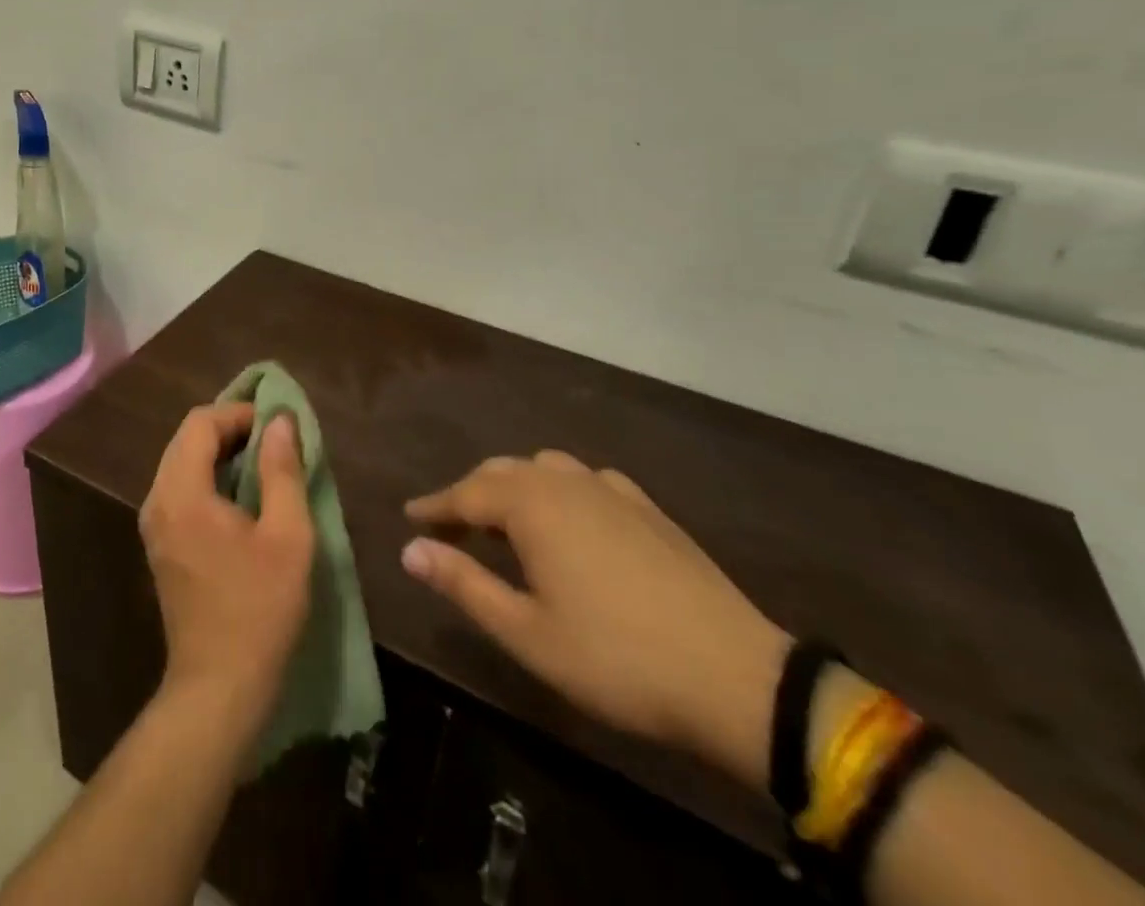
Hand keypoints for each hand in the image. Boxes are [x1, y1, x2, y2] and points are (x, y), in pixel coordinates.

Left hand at [140, 403, 314, 736]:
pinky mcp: (160, 545)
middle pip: (186, 439)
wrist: (218, 687)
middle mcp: (157, 501)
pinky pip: (180, 489)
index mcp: (182, 492)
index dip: (238, 413)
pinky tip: (241, 496)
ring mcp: (154, 525)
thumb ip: (283, 471)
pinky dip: (208, 477)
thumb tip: (280, 421)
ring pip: (181, 463)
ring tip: (263, 463)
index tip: (276, 423)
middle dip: (229, 429)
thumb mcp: (287, 535)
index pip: (200, 423)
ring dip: (219, 453)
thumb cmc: (259, 608)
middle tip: (273, 439)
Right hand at [403, 452, 788, 789]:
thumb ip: (463, 583)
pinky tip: (569, 517)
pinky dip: (560, 490)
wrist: (735, 676)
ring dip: (515, 488)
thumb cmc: (616, 658)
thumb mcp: (526, 632)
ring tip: (505, 520)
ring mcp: (611, 489)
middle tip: (450, 524)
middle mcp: (565, 481)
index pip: (466, 493)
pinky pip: (585, 480)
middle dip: (471, 494)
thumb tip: (409, 550)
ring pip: (544, 468)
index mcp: (531, 504)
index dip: (435, 506)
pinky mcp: (646, 507)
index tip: (410, 515)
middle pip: (502, 473)